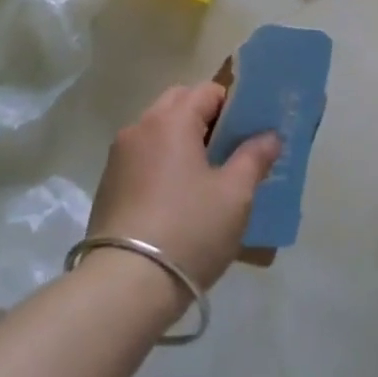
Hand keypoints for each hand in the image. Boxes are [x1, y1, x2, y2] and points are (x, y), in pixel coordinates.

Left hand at [88, 82, 279, 291]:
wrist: (125, 285)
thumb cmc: (189, 230)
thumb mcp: (235, 195)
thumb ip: (255, 157)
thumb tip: (269, 136)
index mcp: (171, 120)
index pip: (207, 91)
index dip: (232, 106)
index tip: (248, 133)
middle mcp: (140, 127)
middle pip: (178, 104)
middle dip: (204, 118)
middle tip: (228, 151)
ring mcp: (118, 156)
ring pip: (157, 131)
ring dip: (181, 141)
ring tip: (204, 177)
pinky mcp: (107, 184)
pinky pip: (142, 157)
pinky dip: (161, 163)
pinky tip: (176, 199)